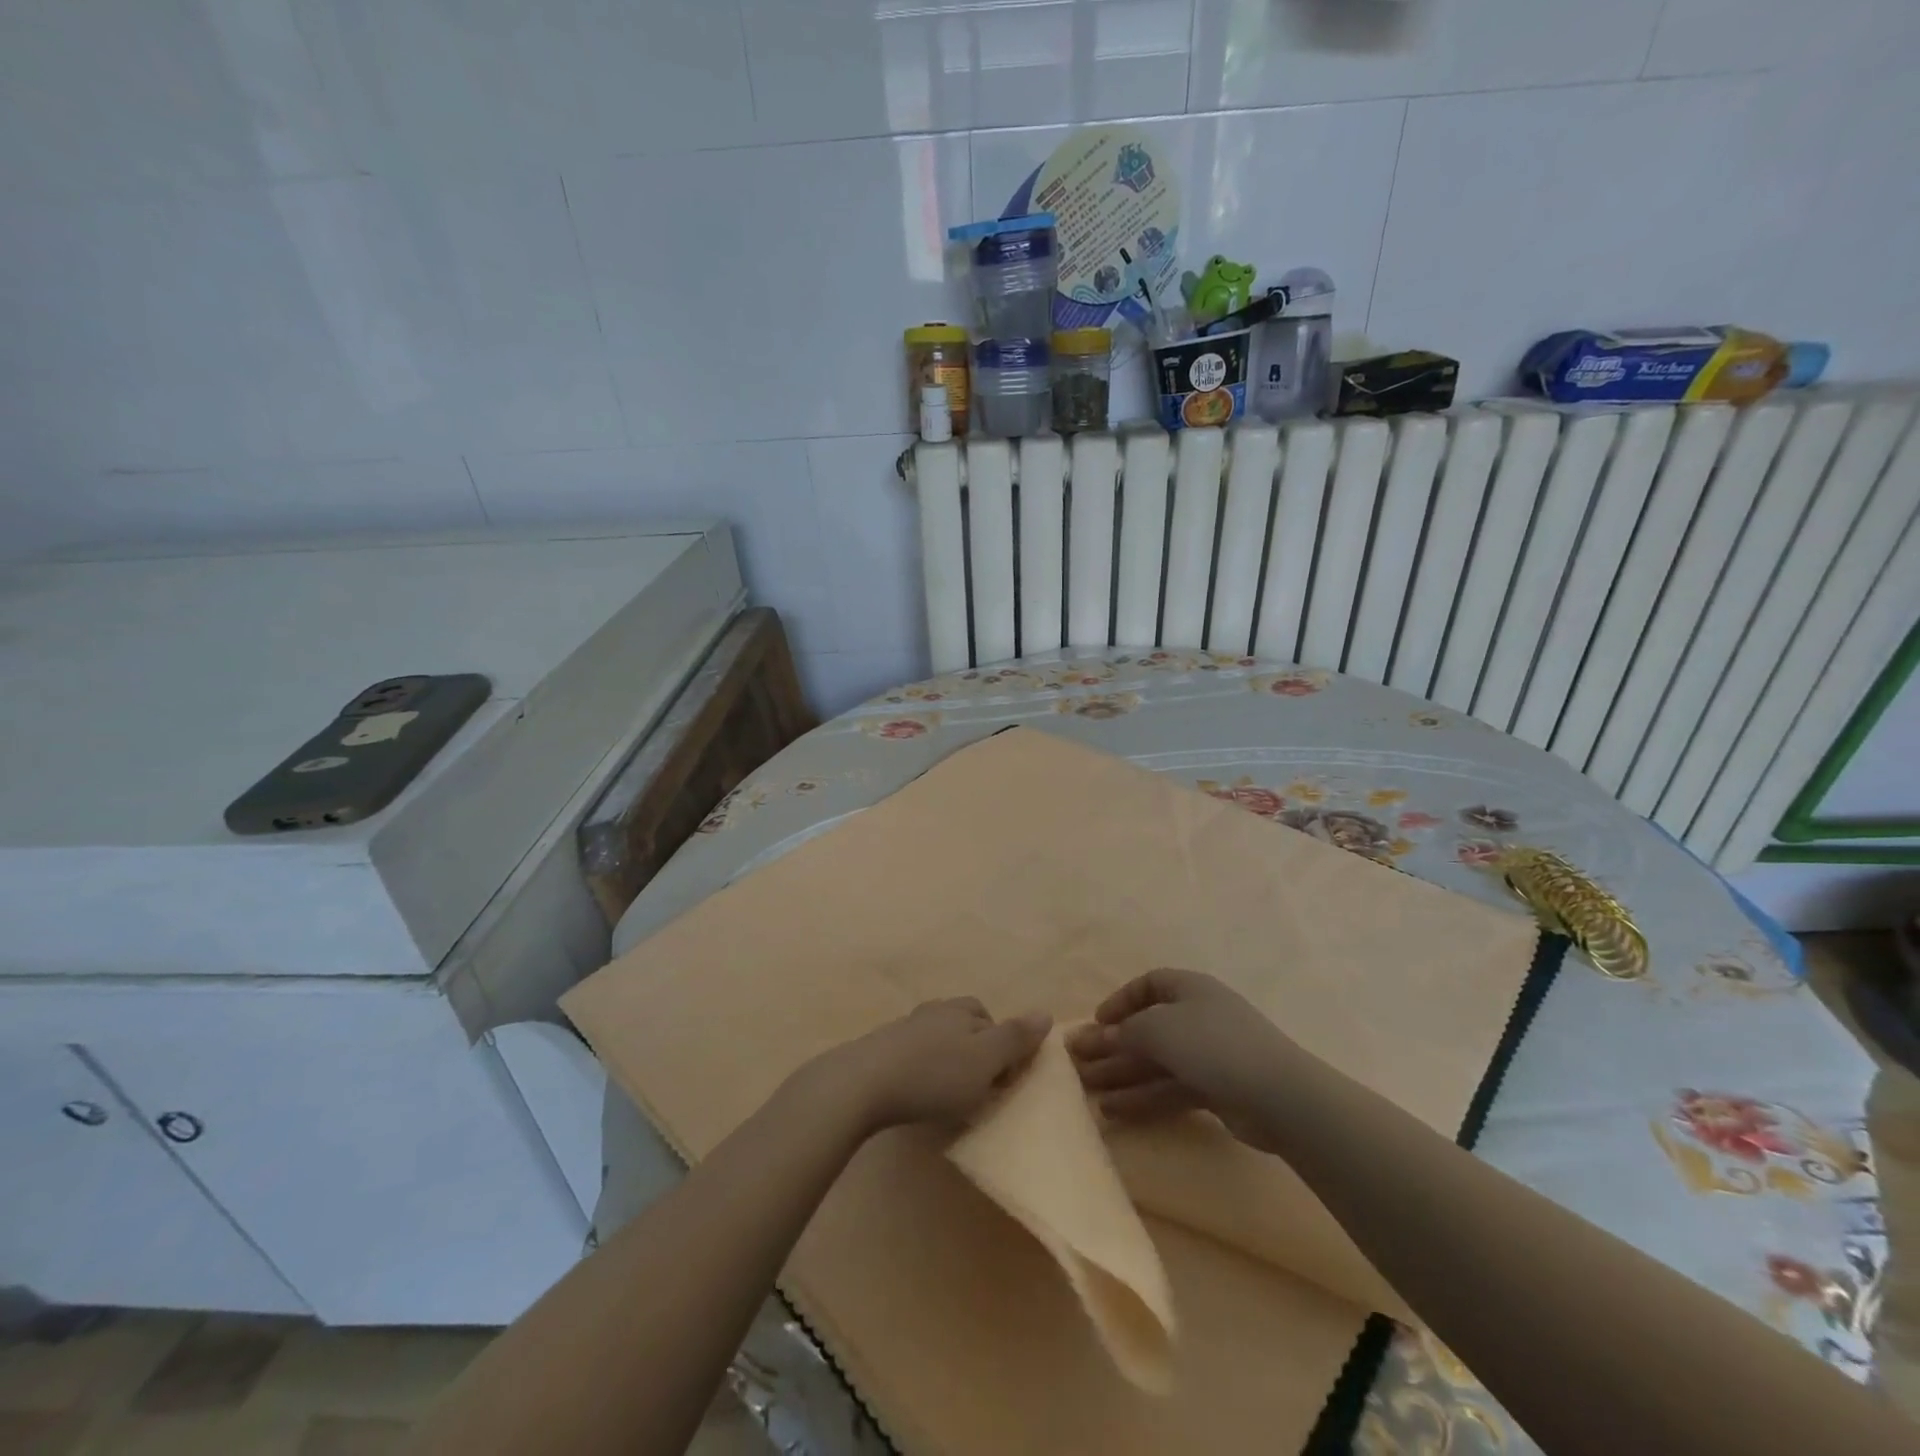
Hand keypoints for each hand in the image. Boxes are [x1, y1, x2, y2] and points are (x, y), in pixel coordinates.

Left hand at [803, 999, 1050, 1137]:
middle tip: (979, 1086)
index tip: (1003, 1078)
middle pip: (963, 1024)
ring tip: (950, 1094)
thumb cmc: (934, 1074)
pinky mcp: (880, 1051)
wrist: (863, 1084)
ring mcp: (903, 1029)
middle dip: (975, 1050)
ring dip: (948, 1061)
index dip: (1002, 1044)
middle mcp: (933, 1011)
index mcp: (960, 1010)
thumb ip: (1016, 1038)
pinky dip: (923, 1071)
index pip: (990, 1017)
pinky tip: (919, 1094)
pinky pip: (913, 1056)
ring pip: (937, 1040)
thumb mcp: (985, 1059)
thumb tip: (1046, 1013)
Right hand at [1067, 968, 1293, 1151]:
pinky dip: (1143, 1098)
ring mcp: (1209, 1055)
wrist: (1279, 1096)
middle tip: (1077, 1062)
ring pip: (1156, 1062)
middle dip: (1112, 1045)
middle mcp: (1198, 1017)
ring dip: (1122, 1075)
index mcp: (1189, 989)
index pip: (1148, 985)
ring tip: (1088, 1092)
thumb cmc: (1213, 1044)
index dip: (1120, 1001)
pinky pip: (1170, 1088)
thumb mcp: (1159, 1028)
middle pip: (1147, 1028)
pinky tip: (1114, 1112)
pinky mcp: (1216, 1090)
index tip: (1097, 1022)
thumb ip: (1125, 1031)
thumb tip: (1103, 1036)